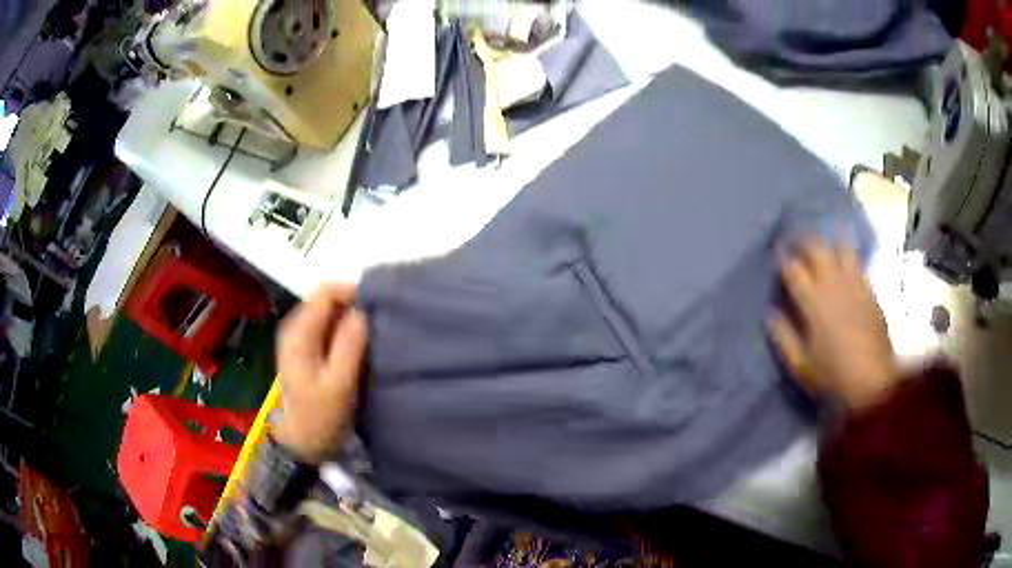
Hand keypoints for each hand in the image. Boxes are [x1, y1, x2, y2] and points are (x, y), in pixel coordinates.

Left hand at [273, 285, 367, 464]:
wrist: (300, 443)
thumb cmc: (320, 416)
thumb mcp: (339, 383)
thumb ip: (350, 344)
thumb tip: (362, 311)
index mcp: (299, 332)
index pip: (325, 291)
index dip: (352, 292)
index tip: (377, 308)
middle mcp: (295, 328)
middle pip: (325, 299)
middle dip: (352, 305)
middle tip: (377, 325)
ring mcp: (298, 339)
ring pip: (327, 313)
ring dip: (349, 319)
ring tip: (371, 336)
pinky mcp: (304, 351)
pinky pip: (326, 328)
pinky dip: (343, 331)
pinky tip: (357, 348)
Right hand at [769, 236, 897, 409]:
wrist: (872, 382)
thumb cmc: (833, 377)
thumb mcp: (800, 365)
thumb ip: (783, 337)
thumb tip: (769, 313)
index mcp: (813, 303)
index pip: (793, 269)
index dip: (782, 257)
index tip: (777, 251)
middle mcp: (833, 285)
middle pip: (816, 249)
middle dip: (804, 240)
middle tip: (797, 241)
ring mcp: (854, 285)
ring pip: (840, 248)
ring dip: (830, 239)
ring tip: (824, 237)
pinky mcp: (869, 290)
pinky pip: (858, 262)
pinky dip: (849, 251)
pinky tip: (845, 250)